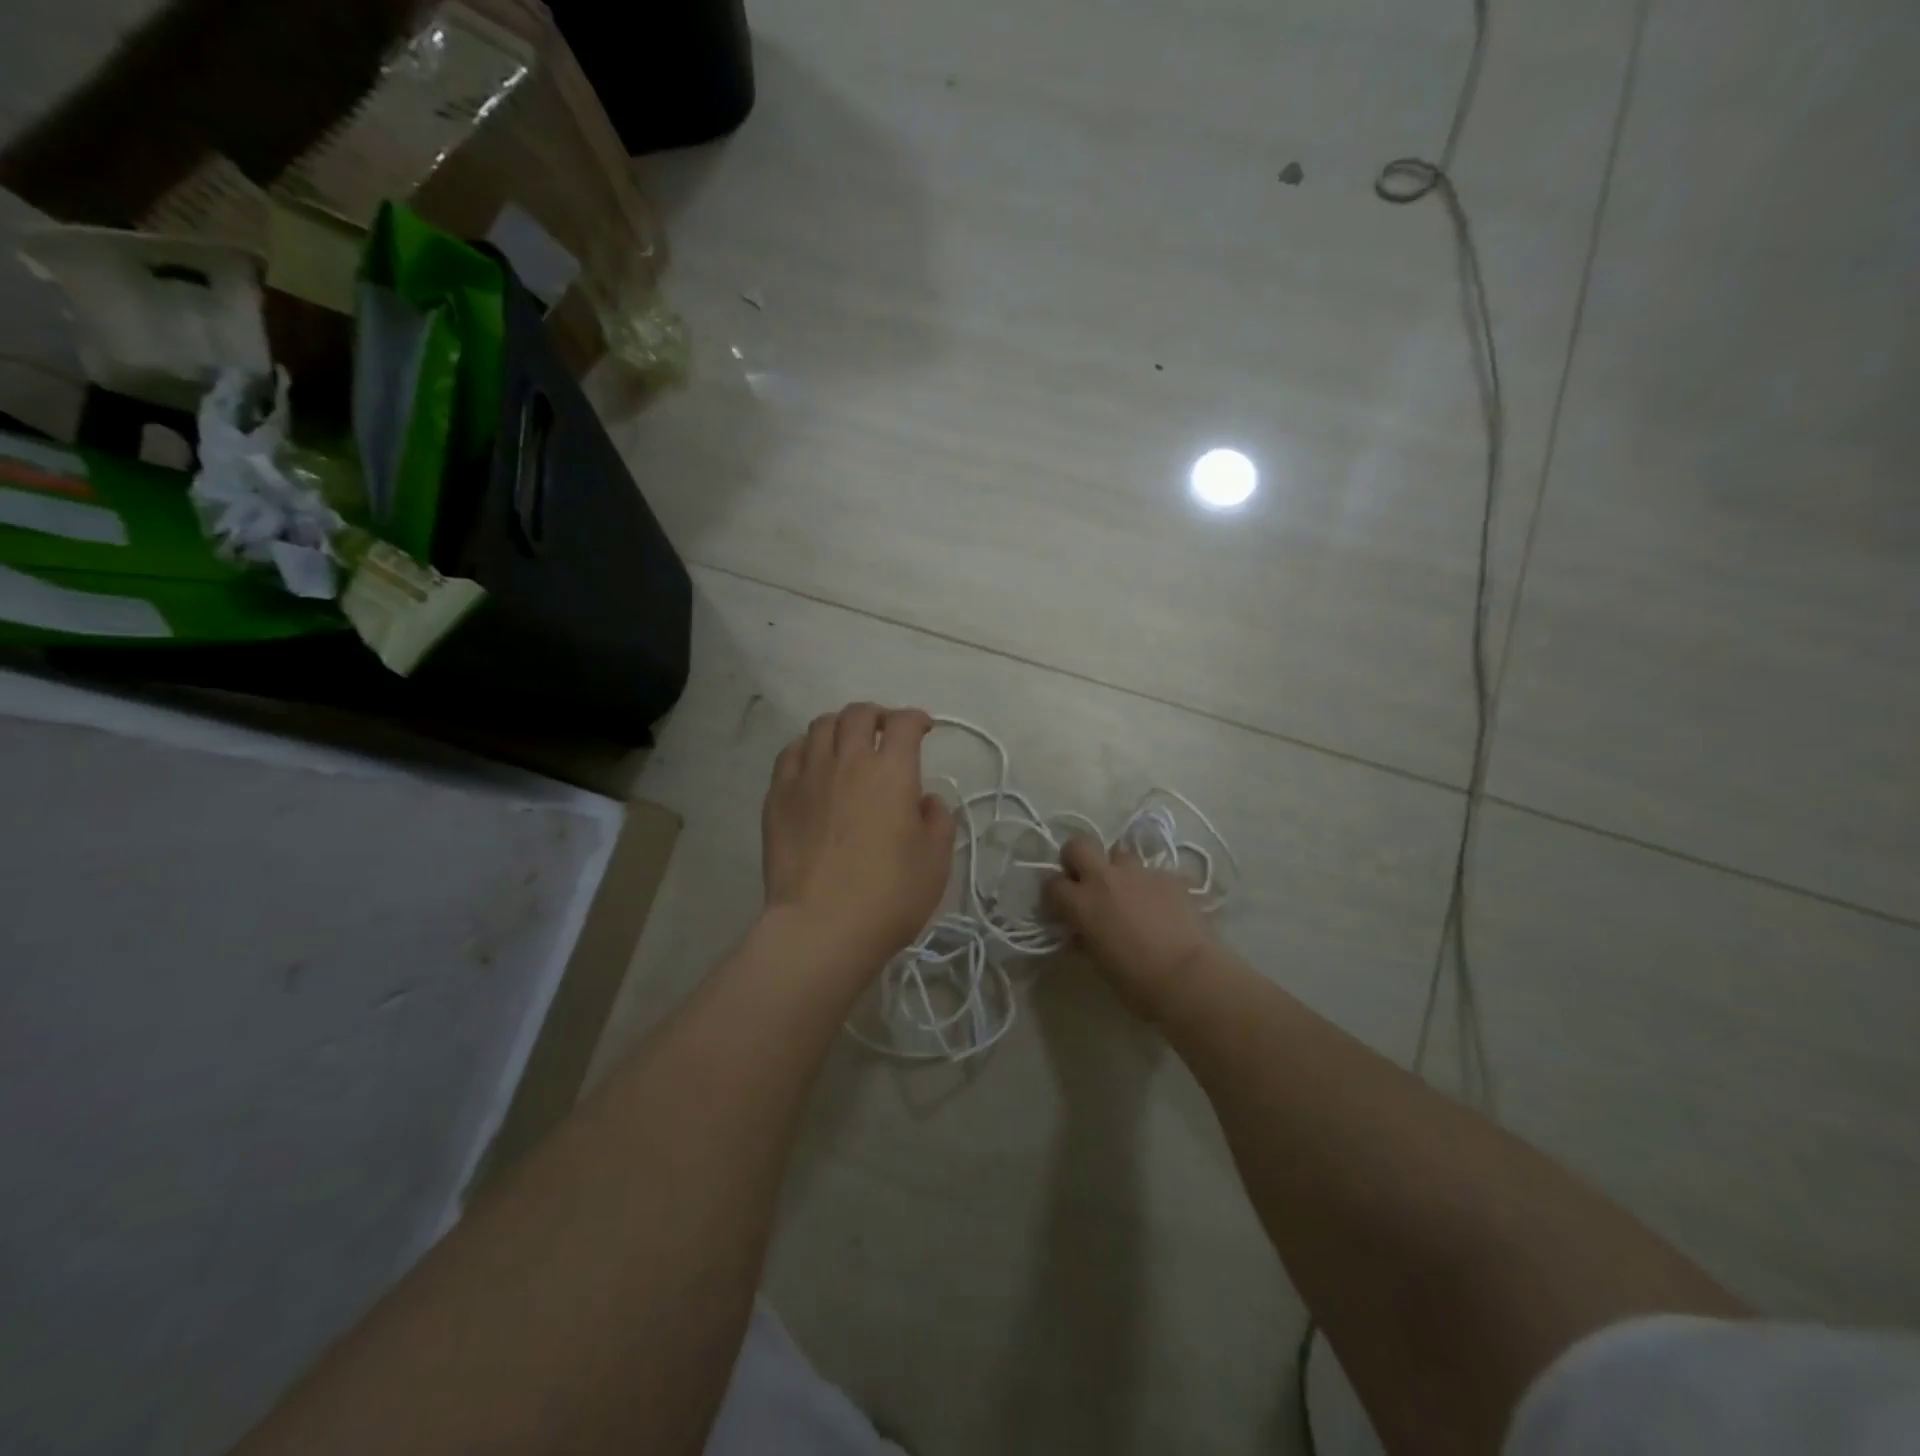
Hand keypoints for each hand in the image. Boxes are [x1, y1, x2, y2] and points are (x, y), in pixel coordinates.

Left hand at [761, 703, 954, 981]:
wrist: (821, 927)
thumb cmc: (889, 895)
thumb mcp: (936, 861)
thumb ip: (938, 819)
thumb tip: (925, 799)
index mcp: (891, 772)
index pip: (903, 723)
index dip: (917, 719)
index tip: (924, 729)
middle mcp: (847, 761)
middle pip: (858, 714)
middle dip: (877, 715)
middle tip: (885, 731)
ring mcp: (807, 776)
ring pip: (820, 727)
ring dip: (840, 727)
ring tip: (847, 744)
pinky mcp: (777, 797)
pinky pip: (789, 754)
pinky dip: (806, 748)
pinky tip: (812, 764)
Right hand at [1044, 836, 1217, 1013]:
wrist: (1189, 977)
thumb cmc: (1137, 981)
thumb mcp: (1099, 964)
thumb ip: (1085, 939)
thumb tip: (1081, 933)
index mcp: (1082, 902)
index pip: (1052, 885)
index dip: (1054, 897)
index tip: (1061, 910)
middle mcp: (1105, 878)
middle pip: (1079, 845)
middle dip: (1078, 859)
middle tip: (1086, 880)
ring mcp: (1140, 872)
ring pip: (1120, 854)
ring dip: (1118, 869)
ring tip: (1128, 892)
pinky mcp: (1170, 875)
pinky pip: (1152, 872)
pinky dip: (1150, 885)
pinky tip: (1160, 905)